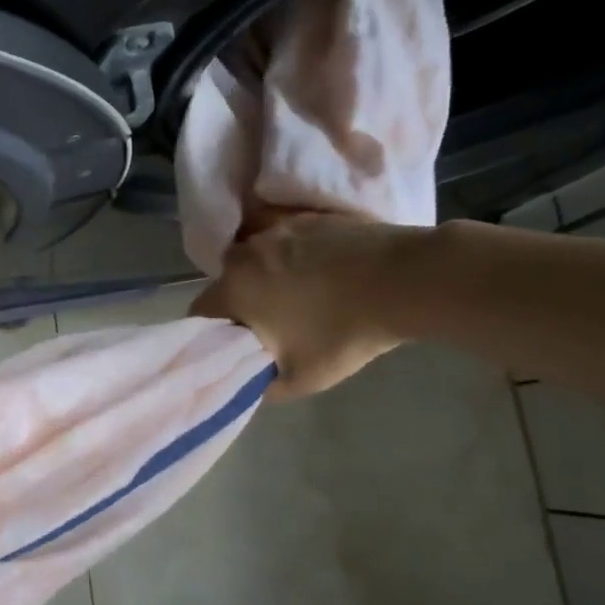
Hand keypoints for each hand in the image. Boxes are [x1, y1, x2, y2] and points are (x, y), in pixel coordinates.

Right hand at [192, 208, 421, 399]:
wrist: (404, 281)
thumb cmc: (343, 333)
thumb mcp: (301, 379)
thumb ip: (263, 386)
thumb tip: (252, 382)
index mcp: (233, 289)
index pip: (199, 313)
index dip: (211, 333)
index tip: (234, 347)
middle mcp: (247, 253)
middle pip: (228, 282)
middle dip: (240, 303)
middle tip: (269, 326)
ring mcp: (279, 230)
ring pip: (258, 260)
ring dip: (267, 278)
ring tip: (300, 297)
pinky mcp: (310, 218)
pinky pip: (288, 243)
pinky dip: (296, 259)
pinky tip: (325, 275)